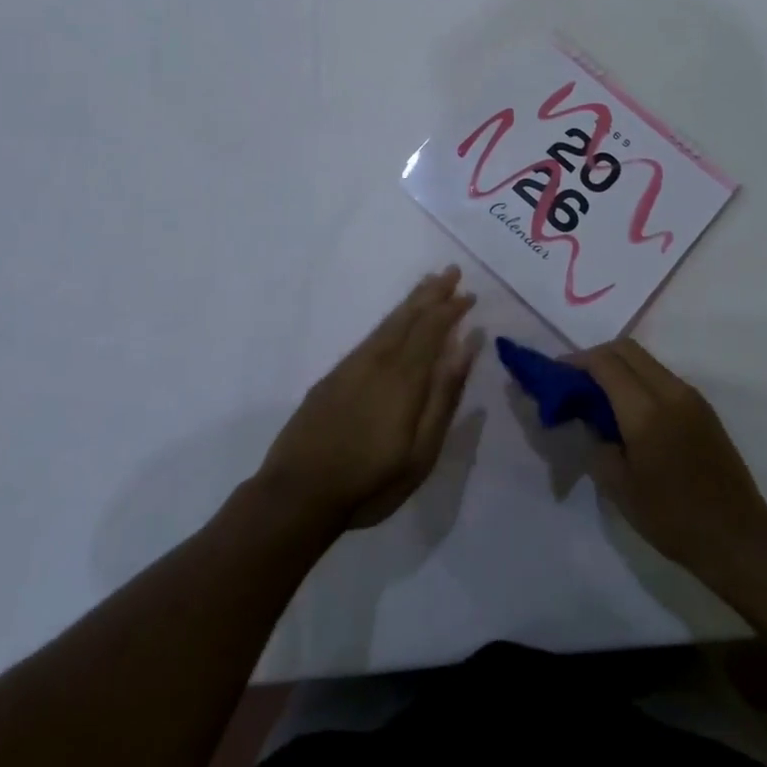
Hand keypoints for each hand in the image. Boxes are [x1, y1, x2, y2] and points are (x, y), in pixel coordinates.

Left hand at [257, 267, 478, 532]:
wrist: (296, 496)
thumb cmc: (370, 481)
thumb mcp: (421, 451)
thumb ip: (444, 396)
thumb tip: (466, 346)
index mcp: (404, 377)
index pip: (432, 329)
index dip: (451, 309)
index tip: (470, 295)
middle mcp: (378, 361)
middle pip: (409, 317)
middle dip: (432, 293)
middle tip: (451, 271)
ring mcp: (352, 367)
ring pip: (387, 323)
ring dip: (411, 301)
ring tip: (428, 284)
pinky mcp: (333, 377)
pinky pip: (370, 336)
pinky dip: (389, 320)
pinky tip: (394, 322)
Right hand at [571, 338, 766, 587]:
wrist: (737, 535)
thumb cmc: (672, 518)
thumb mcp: (620, 488)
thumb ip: (597, 444)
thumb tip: (588, 419)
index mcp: (646, 411)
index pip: (605, 363)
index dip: (576, 361)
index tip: (556, 374)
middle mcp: (670, 391)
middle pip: (626, 349)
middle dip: (596, 356)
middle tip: (575, 381)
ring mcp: (690, 396)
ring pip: (646, 360)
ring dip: (619, 366)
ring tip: (599, 395)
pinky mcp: (702, 406)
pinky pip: (661, 376)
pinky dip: (638, 379)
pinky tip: (628, 409)